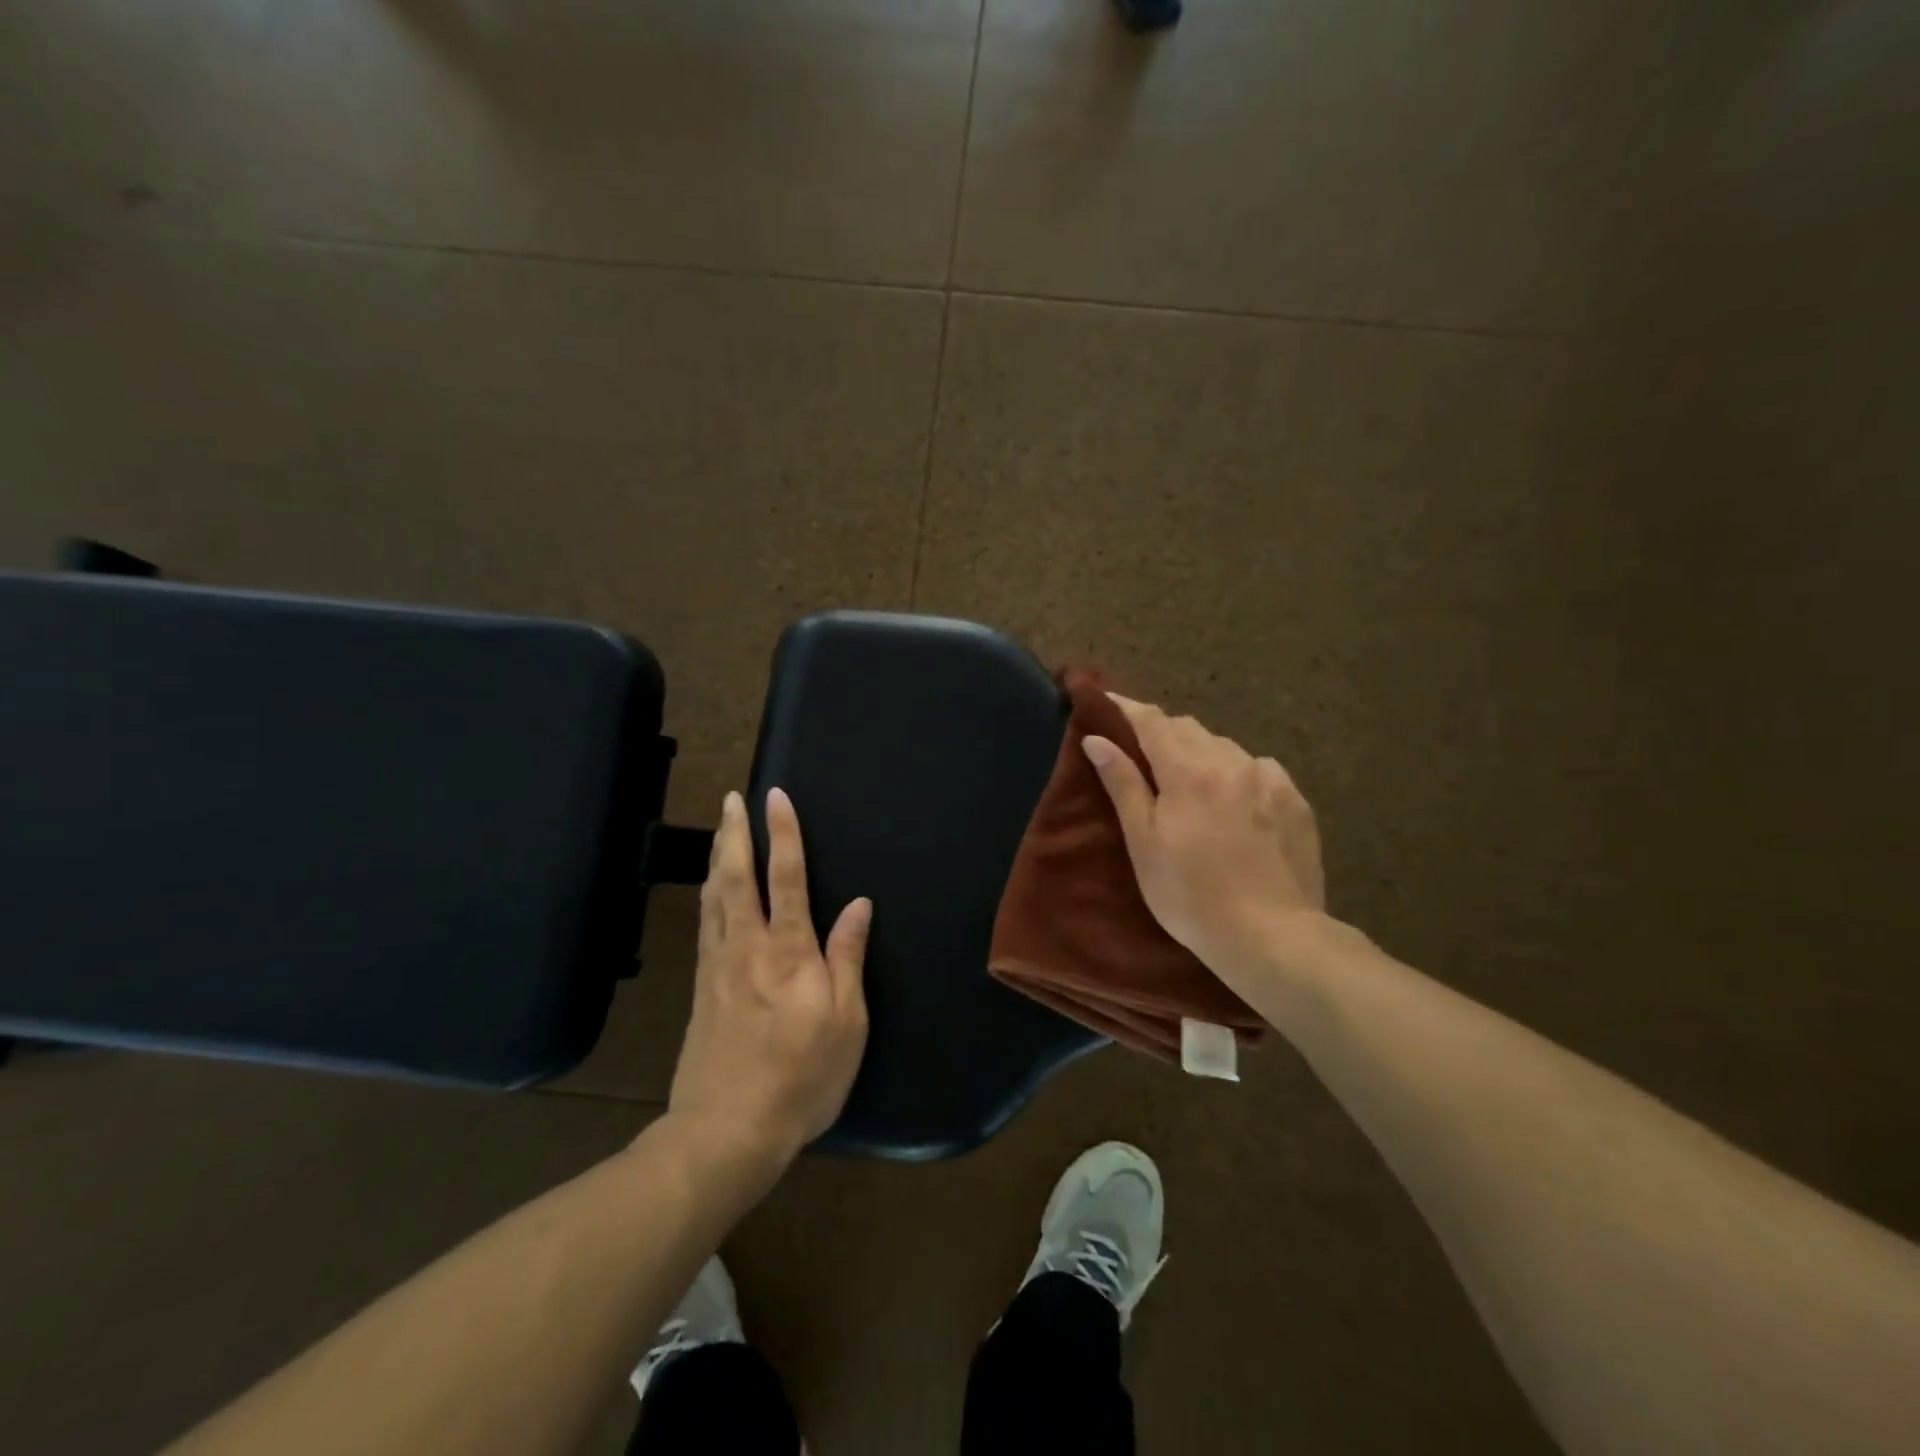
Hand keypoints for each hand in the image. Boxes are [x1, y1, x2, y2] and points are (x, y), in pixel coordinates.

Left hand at [667, 787, 870, 1170]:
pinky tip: (708, 889)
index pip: (788, 878)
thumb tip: (859, 904)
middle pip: (738, 877)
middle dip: (735, 833)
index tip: (775, 796)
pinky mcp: (703, 988)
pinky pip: (704, 924)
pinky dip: (707, 894)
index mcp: (789, 952)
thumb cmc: (802, 1077)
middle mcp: (749, 947)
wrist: (727, 1131)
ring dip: (717, 856)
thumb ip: (848, 957)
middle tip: (731, 798)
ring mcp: (719, 966)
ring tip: (719, 828)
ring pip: (714, 896)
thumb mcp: (846, 1022)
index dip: (783, 834)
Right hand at [1082, 695, 1325, 986]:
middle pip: (1188, 728)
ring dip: (1200, 752)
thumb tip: (1096, 739)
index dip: (1126, 708)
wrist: (1272, 936)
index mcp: (1188, 771)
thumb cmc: (1191, 896)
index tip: (1106, 703)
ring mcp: (1269, 779)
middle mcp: (1231, 762)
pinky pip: (1257, 769)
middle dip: (1161, 731)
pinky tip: (1235, 803)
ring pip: (1224, 747)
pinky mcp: (1295, 800)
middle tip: (1143, 753)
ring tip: (1190, 783)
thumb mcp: (1144, 844)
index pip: (1151, 721)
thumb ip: (1123, 785)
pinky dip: (1236, 773)